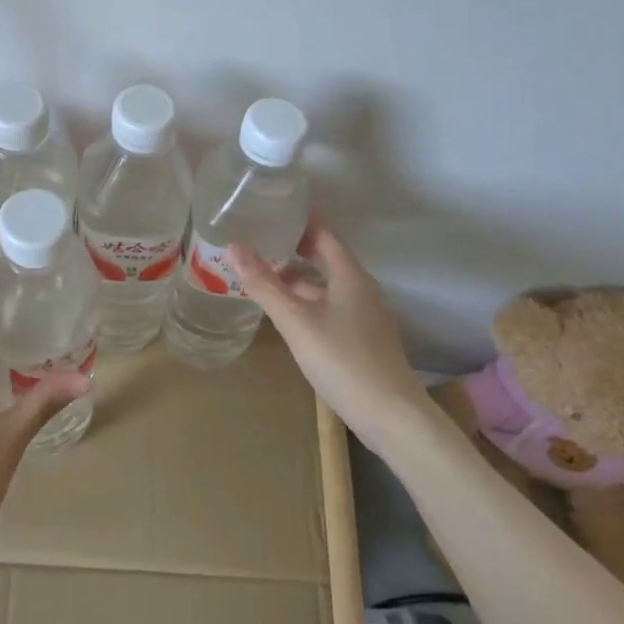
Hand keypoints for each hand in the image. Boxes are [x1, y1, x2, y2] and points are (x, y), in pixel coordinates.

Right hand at [229, 220, 434, 464]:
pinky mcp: (364, 339)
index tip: (273, 208)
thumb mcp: (296, 321)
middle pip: (326, 259)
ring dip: (299, 280)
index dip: (301, 220)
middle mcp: (362, 289)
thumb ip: (264, 285)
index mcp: (350, 276)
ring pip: (327, 286)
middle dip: (294, 250)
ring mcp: (365, 316)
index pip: (325, 234)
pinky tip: (289, 316)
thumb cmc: (342, 360)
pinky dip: (308, 302)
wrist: (390, 415)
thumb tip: (233, 247)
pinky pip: (332, 307)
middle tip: (259, 242)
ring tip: (264, 279)